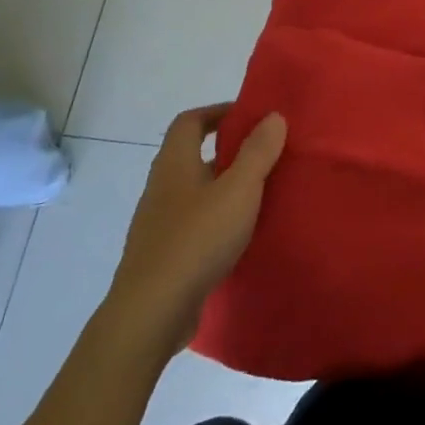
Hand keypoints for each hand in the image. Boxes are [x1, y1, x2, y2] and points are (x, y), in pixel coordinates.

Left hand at [102, 104, 285, 357]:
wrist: (152, 312)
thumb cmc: (197, 239)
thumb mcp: (239, 189)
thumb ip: (258, 152)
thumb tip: (272, 116)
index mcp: (174, 164)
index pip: (189, 122)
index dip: (217, 112)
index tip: (250, 117)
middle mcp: (161, 188)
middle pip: (191, 157)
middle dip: (226, 152)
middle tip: (265, 155)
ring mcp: (157, 225)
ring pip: (194, 193)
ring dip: (223, 188)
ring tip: (259, 195)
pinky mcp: (163, 257)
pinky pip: (193, 225)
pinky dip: (216, 220)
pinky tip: (239, 236)